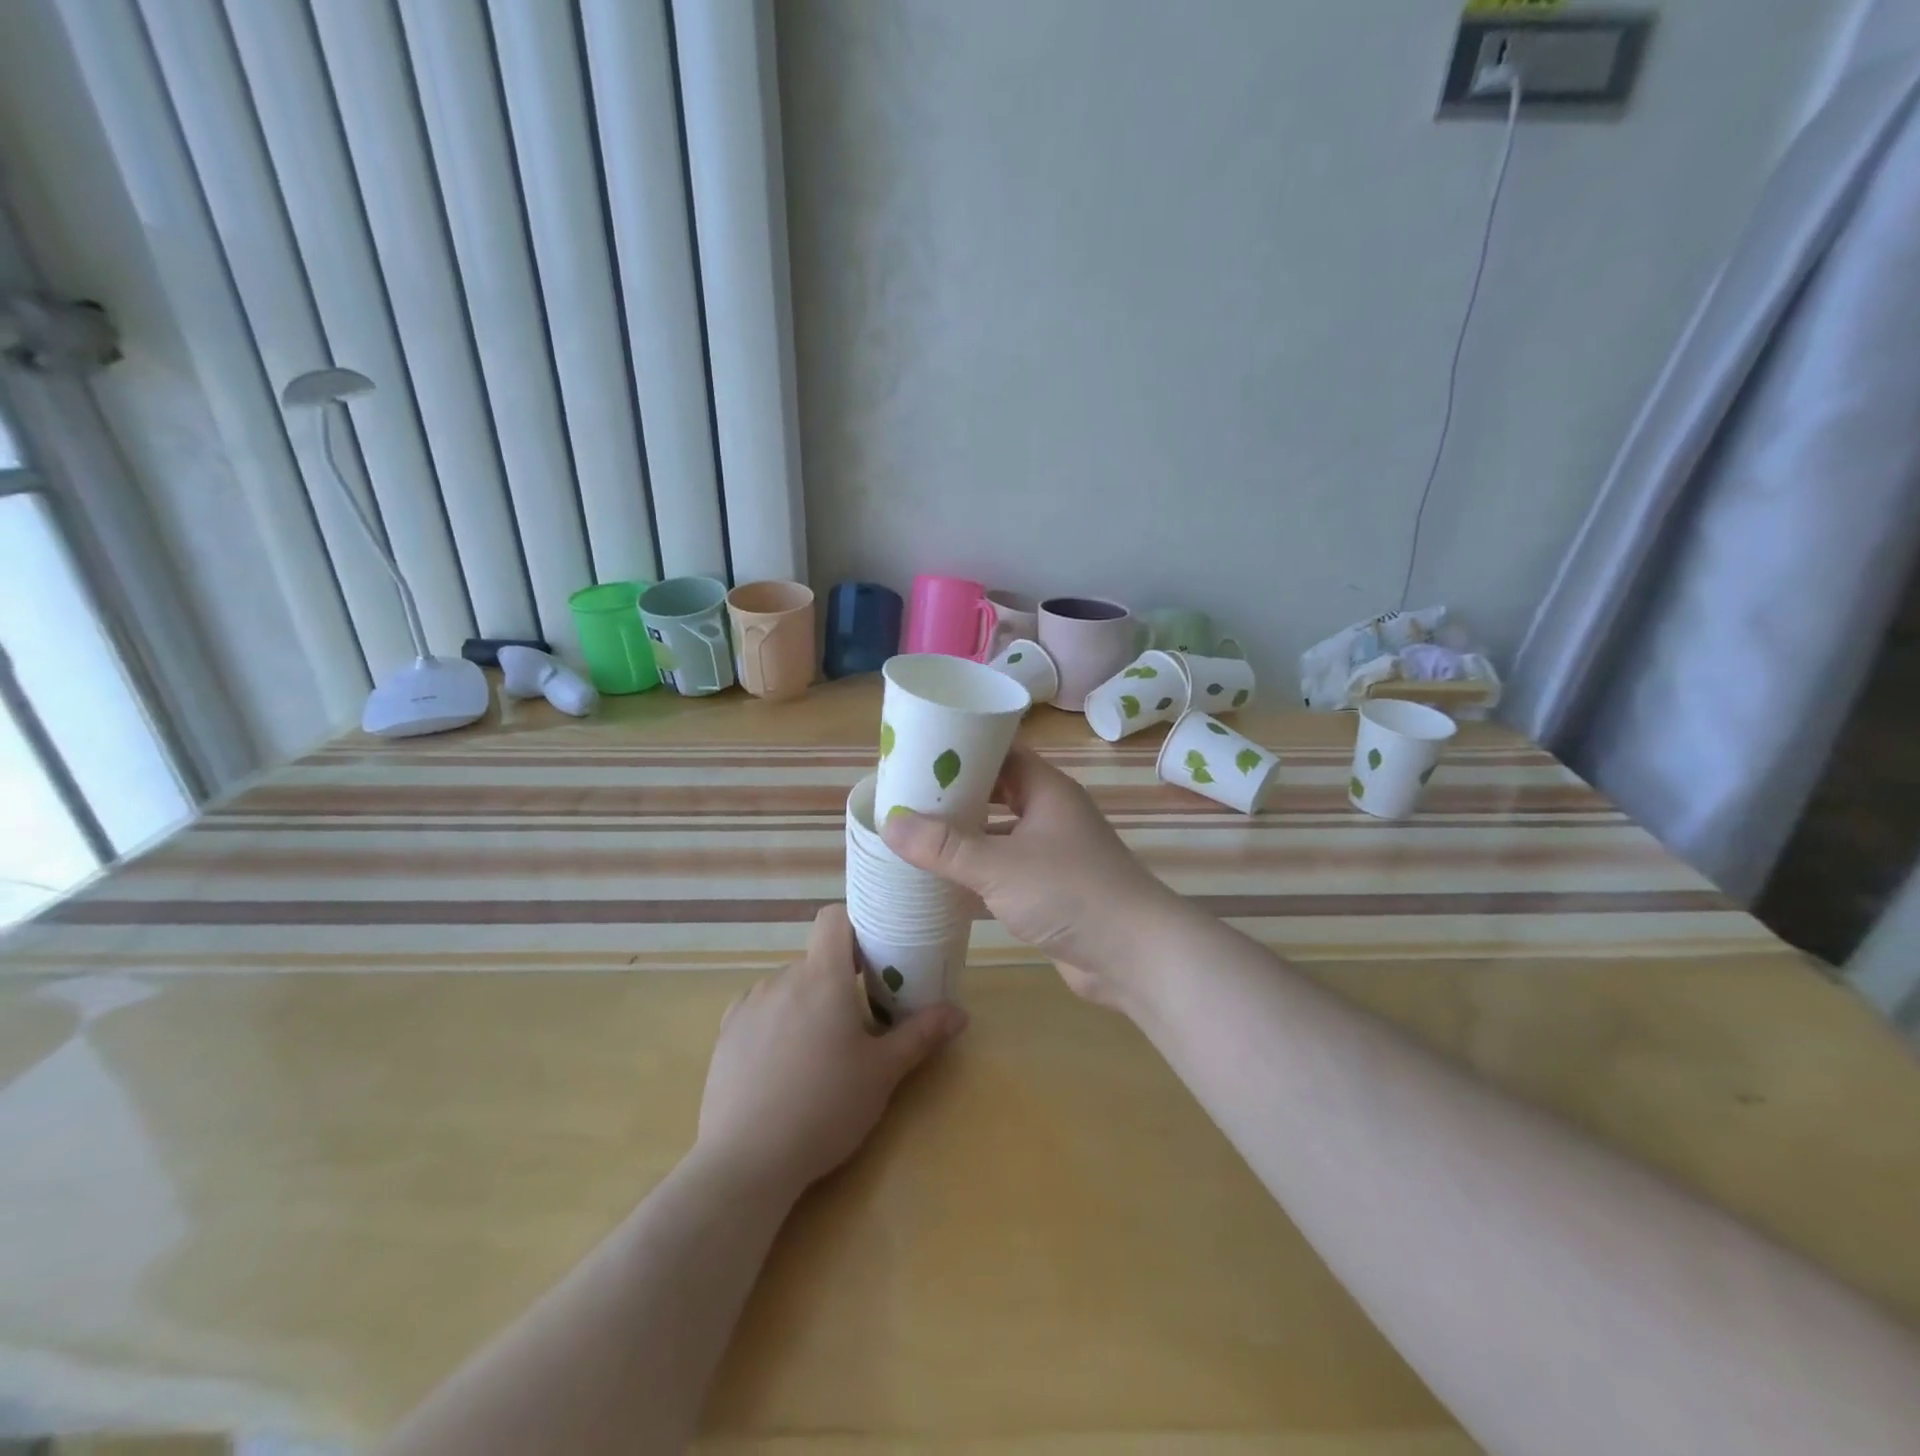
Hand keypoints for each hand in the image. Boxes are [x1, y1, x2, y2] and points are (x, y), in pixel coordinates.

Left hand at [696, 904, 966, 1197]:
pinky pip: (759, 1010)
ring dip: (807, 1002)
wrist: (746, 1161)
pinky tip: (782, 1064)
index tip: (874, 955)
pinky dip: (776, 1022)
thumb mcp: (883, 1073)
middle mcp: (782, 979)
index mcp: (822, 977)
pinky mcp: (726, 1033)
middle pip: (816, 960)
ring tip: (819, 1051)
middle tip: (858, 1020)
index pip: (833, 918)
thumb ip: (921, 1035)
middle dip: (838, 979)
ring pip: (787, 986)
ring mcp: (748, 1005)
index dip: (855, 925)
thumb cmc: (826, 1107)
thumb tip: (960, 1013)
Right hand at [880, 745, 1187, 1006]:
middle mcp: (1050, 814)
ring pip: (999, 834)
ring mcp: (1052, 854)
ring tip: (914, 835)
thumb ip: (945, 847)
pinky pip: (1005, 870)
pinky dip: (977, 872)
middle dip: (955, 796)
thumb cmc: (1070, 893)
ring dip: (964, 836)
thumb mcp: (999, 866)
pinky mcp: (1050, 890)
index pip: (1000, 752)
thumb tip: (890, 823)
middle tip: (906, 797)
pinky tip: (942, 881)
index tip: (918, 753)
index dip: (961, 749)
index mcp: (1046, 790)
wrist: (1135, 956)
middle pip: (996, 792)